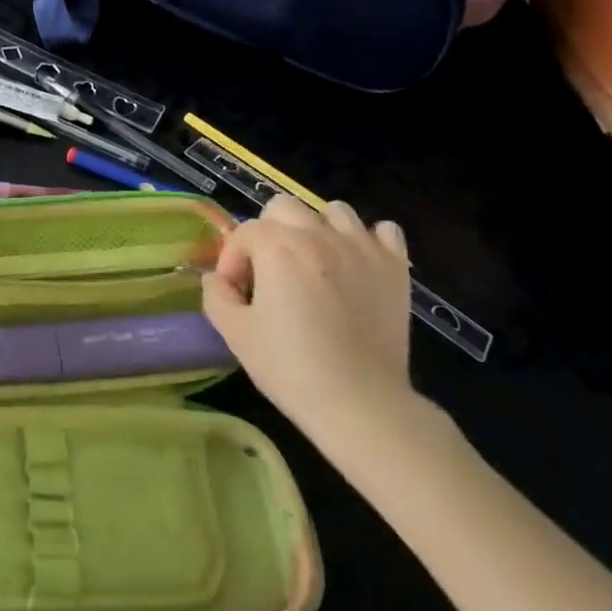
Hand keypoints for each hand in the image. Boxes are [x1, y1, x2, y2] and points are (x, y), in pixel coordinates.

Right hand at [201, 196, 421, 446]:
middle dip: (269, 232)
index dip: (232, 261)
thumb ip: (216, 295)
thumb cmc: (290, 367)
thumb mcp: (235, 333)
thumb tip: (218, 279)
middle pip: (284, 207)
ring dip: (317, 229)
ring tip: (314, 264)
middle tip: (269, 272)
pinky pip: (383, 231)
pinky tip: (355, 266)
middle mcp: (319, 235)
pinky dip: (366, 240)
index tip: (236, 293)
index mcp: (278, 247)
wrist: (361, 403)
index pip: (244, 233)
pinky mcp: (395, 267)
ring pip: (334, 211)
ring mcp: (362, 248)